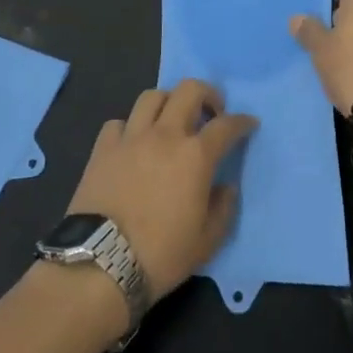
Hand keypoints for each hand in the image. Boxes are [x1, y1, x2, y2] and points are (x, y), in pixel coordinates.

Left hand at [66, 80, 258, 301]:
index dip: (241, 122)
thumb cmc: (161, 255)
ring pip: (152, 96)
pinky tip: (133, 143)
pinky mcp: (103, 147)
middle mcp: (165, 135)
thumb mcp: (206, 242)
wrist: (102, 262)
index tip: (249, 123)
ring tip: (171, 120)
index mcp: (195, 156)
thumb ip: (223, 209)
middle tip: (211, 112)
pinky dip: (130, 127)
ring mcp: (131, 137)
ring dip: (168, 102)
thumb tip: (226, 187)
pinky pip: (119, 122)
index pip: (226, 126)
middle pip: (188, 90)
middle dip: (207, 94)